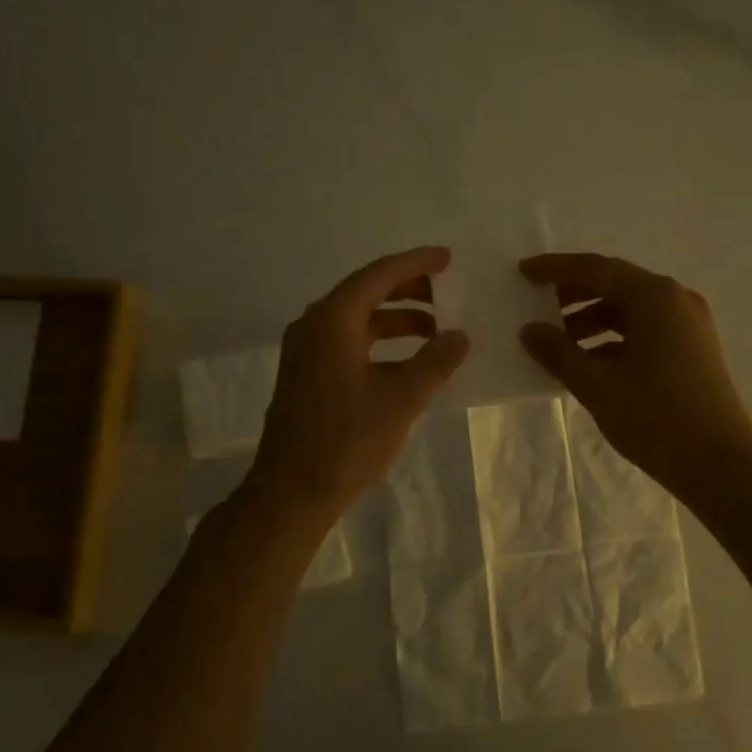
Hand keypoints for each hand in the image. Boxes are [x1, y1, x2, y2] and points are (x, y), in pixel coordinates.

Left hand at [249, 247, 469, 513]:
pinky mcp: (305, 375)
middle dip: (408, 290)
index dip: (416, 263)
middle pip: (365, 292)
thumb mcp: (401, 399)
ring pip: (357, 319)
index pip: (379, 275)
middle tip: (446, 294)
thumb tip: (460, 336)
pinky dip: (379, 342)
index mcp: (333, 320)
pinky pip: (347, 341)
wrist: (291, 492)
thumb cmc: (347, 441)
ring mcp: (305, 351)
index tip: (447, 259)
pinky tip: (406, 362)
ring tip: (435, 330)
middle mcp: (314, 326)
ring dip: (396, 319)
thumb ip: (435, 362)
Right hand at [519, 252, 751, 500]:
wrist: (720, 465)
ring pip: (631, 309)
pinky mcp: (693, 349)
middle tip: (538, 306)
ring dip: (593, 319)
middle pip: (615, 284)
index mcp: (654, 297)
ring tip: (559, 342)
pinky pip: (646, 330)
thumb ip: (558, 352)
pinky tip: (590, 362)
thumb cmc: (655, 417)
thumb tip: (529, 330)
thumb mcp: (596, 385)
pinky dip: (615, 338)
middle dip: (574, 294)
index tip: (523, 272)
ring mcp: (689, 325)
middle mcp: (675, 300)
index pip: (595, 269)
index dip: (556, 269)